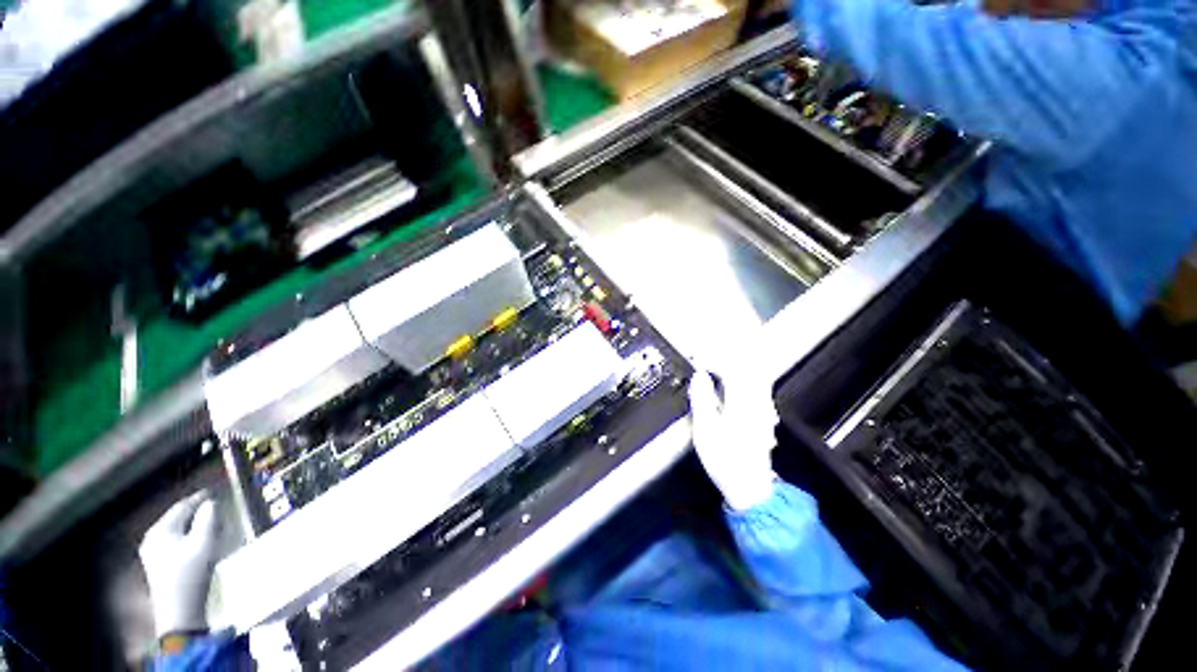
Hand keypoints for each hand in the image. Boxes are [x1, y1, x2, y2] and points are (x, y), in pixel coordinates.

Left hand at [139, 491, 220, 636]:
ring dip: (193, 526)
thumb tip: (211, 503)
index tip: (213, 492)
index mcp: (161, 530)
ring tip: (209, 525)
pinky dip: (188, 538)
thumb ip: (209, 518)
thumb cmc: (191, 573)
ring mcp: (152, 554)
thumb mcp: (204, 542)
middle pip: (177, 519)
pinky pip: (174, 543)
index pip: (182, 506)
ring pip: (176, 531)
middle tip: (214, 508)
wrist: (179, 611)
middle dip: (195, 513)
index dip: (198, 498)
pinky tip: (198, 544)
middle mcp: (152, 538)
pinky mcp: (158, 566)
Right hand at [688, 367, 777, 510]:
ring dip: (736, 369)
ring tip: (718, 370)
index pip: (730, 369)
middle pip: (747, 369)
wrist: (750, 487)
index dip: (713, 360)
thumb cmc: (724, 459)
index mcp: (741, 402)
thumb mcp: (705, 430)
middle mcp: (756, 402)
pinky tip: (735, 388)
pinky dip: (745, 381)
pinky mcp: (765, 418)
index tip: (698, 360)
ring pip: (755, 378)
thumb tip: (700, 376)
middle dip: (726, 360)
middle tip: (707, 361)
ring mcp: (764, 410)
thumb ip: (702, 399)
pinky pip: (759, 389)